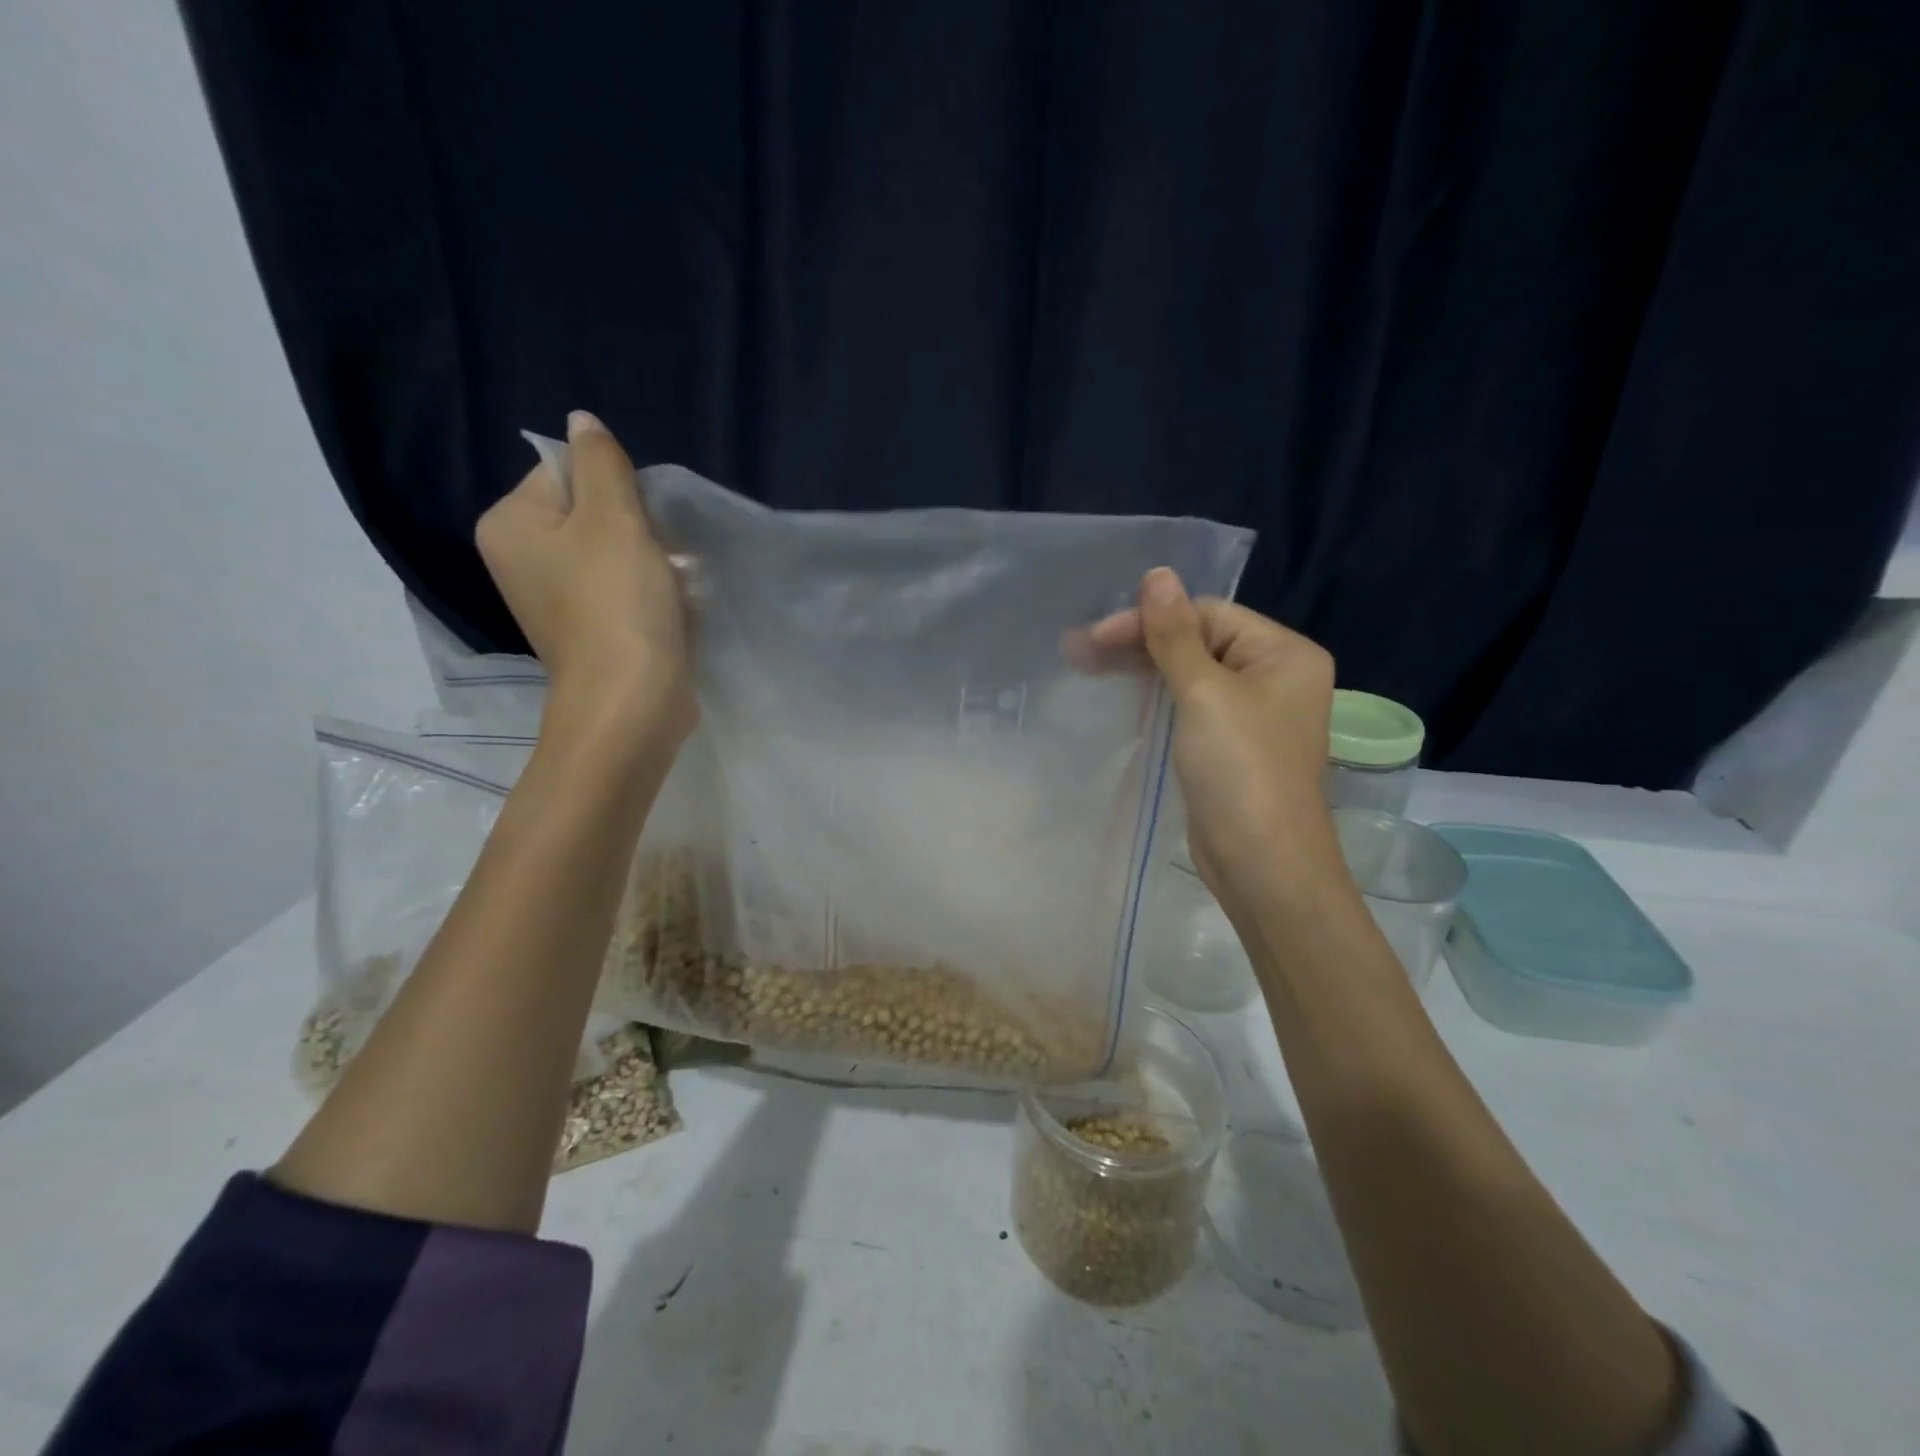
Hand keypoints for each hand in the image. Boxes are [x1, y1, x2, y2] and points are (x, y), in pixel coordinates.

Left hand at [475, 411, 692, 737]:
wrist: (631, 702)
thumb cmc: (617, 603)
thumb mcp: (613, 518)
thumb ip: (600, 463)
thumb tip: (582, 421)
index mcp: (511, 524)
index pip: (566, 472)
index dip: (615, 488)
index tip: (641, 523)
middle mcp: (522, 558)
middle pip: (592, 513)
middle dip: (639, 528)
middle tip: (662, 557)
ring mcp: (556, 599)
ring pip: (615, 553)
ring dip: (653, 561)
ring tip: (673, 587)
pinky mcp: (590, 629)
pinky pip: (623, 589)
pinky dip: (650, 593)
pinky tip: (672, 610)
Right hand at [1089, 568, 1337, 903]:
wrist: (1263, 864)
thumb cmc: (1241, 770)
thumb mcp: (1205, 694)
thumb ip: (1175, 635)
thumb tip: (1157, 574)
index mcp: (1284, 654)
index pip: (1208, 614)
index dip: (1150, 619)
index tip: (1095, 636)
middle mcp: (1275, 676)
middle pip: (1198, 641)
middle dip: (1139, 644)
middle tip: (1079, 650)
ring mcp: (1252, 713)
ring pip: (1190, 674)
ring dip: (1141, 669)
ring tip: (1085, 666)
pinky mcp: (1229, 745)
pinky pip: (1190, 705)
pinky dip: (1156, 697)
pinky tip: (1120, 694)